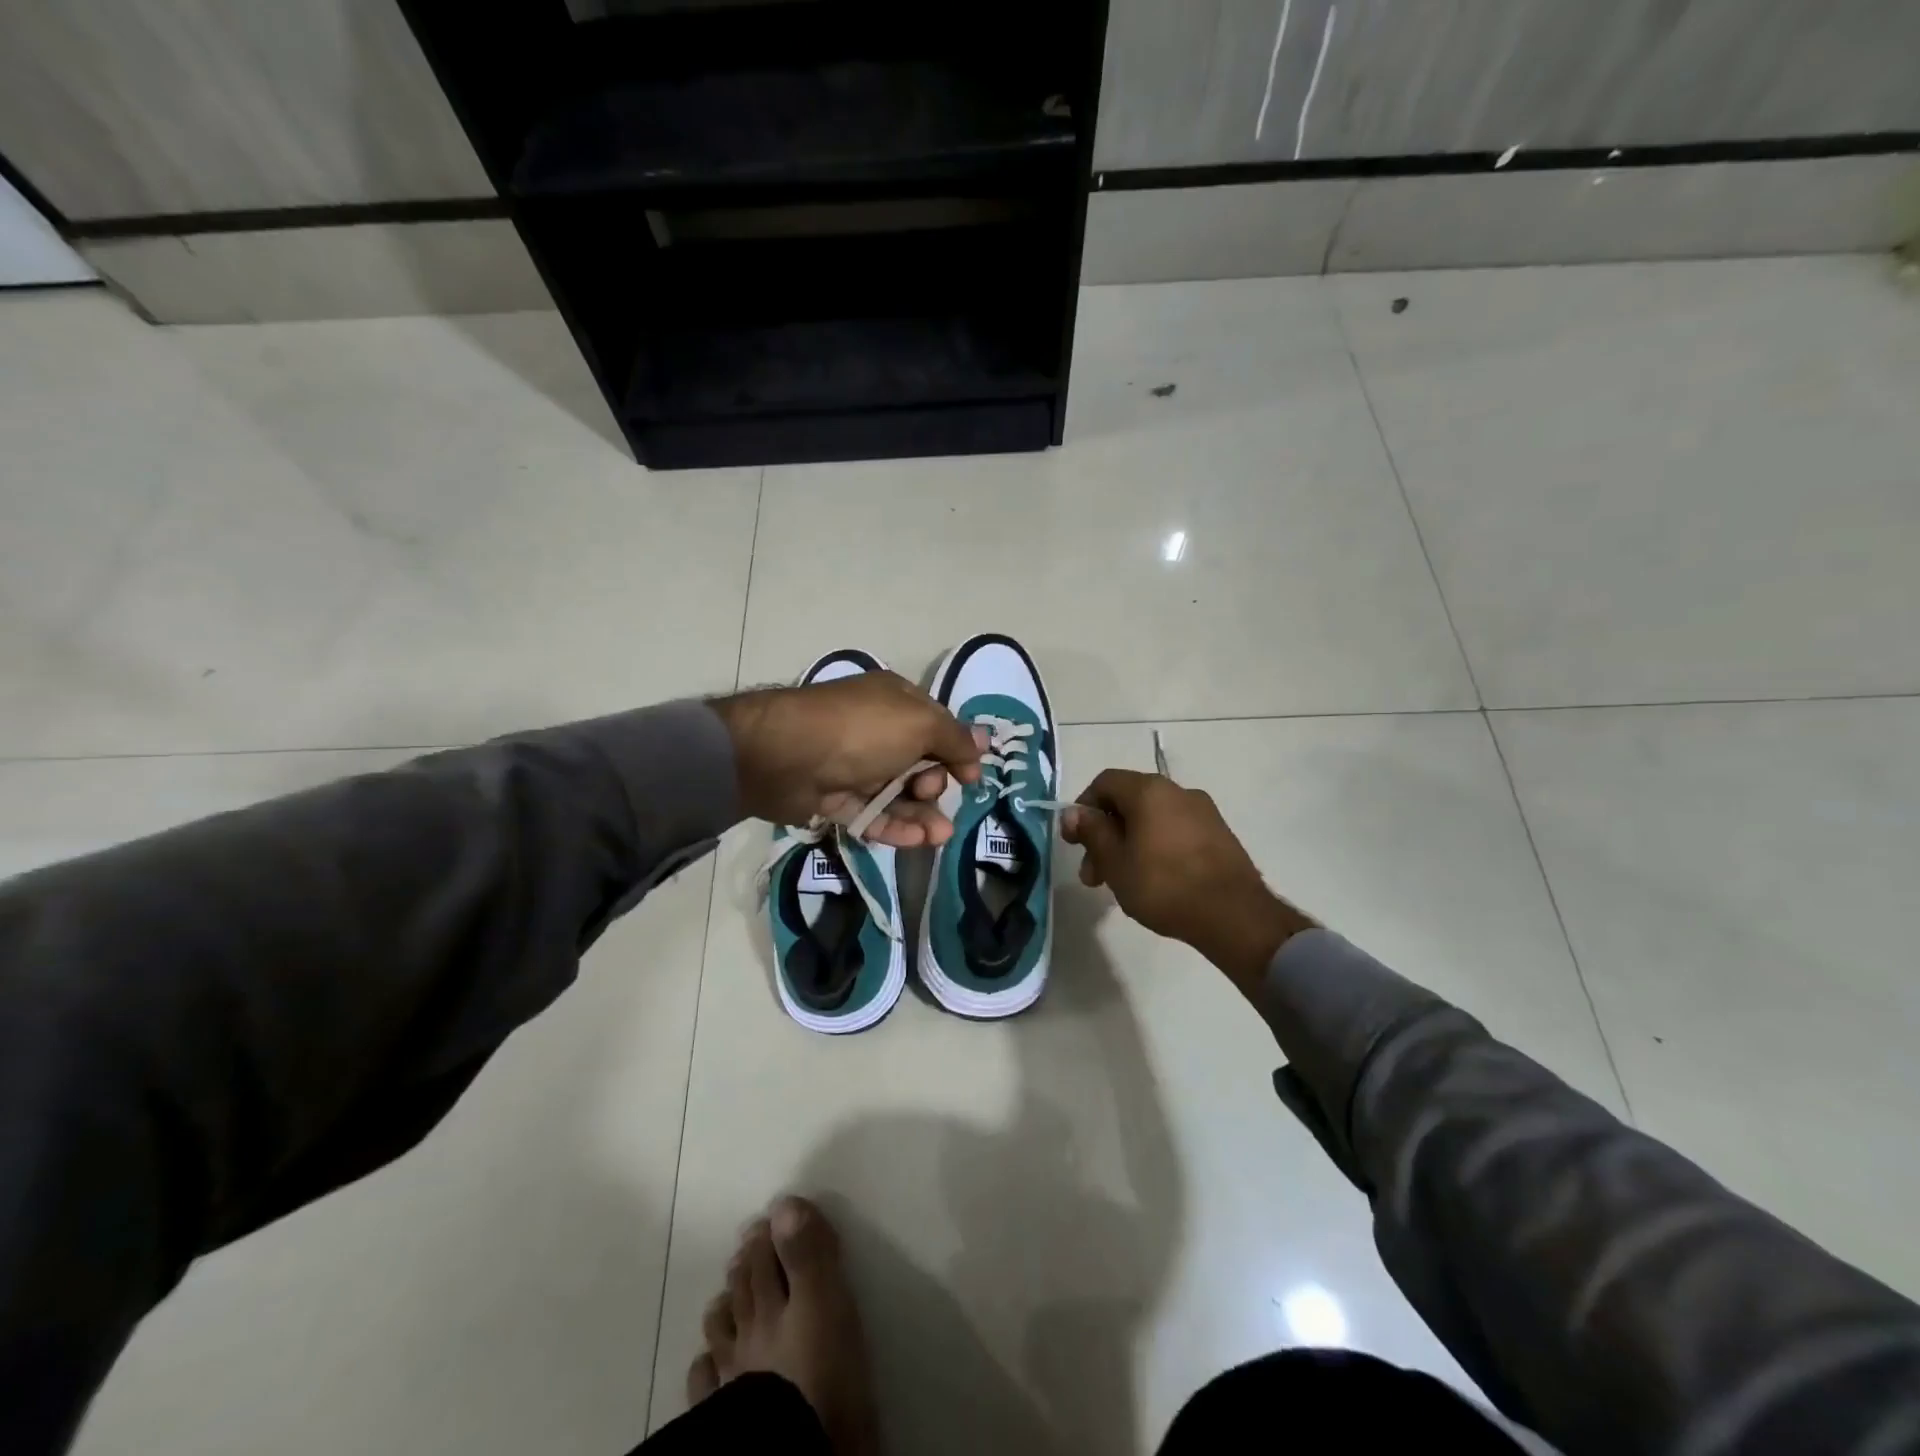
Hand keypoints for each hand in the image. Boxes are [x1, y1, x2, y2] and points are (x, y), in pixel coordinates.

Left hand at [713, 673, 981, 846]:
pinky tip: (917, 842)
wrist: (785, 755)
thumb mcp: (919, 725)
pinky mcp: (834, 797)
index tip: (970, 777)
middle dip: (934, 784)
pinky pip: (871, 813)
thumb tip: (983, 741)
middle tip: (929, 791)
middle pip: (919, 762)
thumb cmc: (861, 731)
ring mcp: (853, 765)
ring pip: (897, 793)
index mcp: (895, 701)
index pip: (937, 725)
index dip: (956, 751)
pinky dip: (894, 826)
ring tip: (939, 837)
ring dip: (921, 815)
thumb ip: (954, 738)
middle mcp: (875, 730)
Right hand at [1062, 769, 1313, 992]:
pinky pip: (1175, 831)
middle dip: (1105, 835)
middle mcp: (1177, 791)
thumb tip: (1074, 812)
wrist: (1234, 915)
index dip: (1083, 808)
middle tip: (1094, 875)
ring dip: (1128, 844)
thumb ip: (1092, 832)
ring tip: (1121, 883)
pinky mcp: (1219, 834)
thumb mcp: (1115, 862)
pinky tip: (1153, 881)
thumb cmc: (1163, 885)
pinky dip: (1155, 848)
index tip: (1074, 842)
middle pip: (1128, 802)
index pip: (1105, 783)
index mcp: (1149, 790)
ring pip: (1152, 819)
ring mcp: (1203, 812)